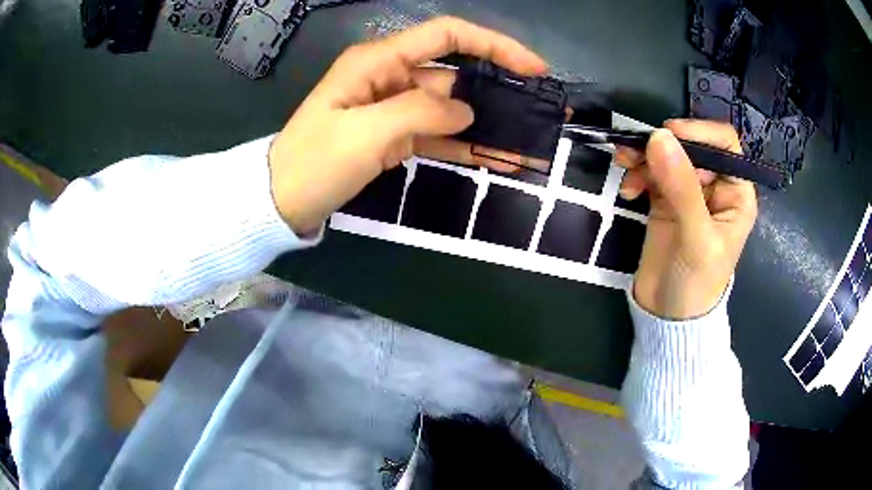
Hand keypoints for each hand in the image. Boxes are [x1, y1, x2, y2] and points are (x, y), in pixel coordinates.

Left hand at [268, 17, 546, 234]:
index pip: (446, 36)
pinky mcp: (393, 136)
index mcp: (379, 61)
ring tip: (526, 143)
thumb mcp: (365, 134)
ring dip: (486, 125)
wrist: (281, 202)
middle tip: (539, 111)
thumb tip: (466, 113)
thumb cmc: (314, 163)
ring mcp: (393, 108)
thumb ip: (420, 114)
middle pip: (455, 74)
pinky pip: (436, 135)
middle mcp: (390, 76)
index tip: (531, 68)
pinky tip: (494, 158)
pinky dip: (463, 146)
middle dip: (498, 90)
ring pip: (450, 109)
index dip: (493, 45)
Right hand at [615, 120, 757, 319]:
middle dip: (663, 145)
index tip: (667, 135)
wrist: (668, 316)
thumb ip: (682, 188)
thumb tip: (658, 137)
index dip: (699, 132)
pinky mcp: (665, 199)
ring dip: (644, 156)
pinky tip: (627, 190)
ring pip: (667, 154)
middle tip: (635, 152)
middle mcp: (714, 185)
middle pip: (691, 144)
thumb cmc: (696, 283)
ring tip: (624, 166)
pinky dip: (636, 173)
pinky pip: (650, 172)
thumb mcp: (696, 238)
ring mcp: (688, 190)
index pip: (724, 144)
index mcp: (735, 192)